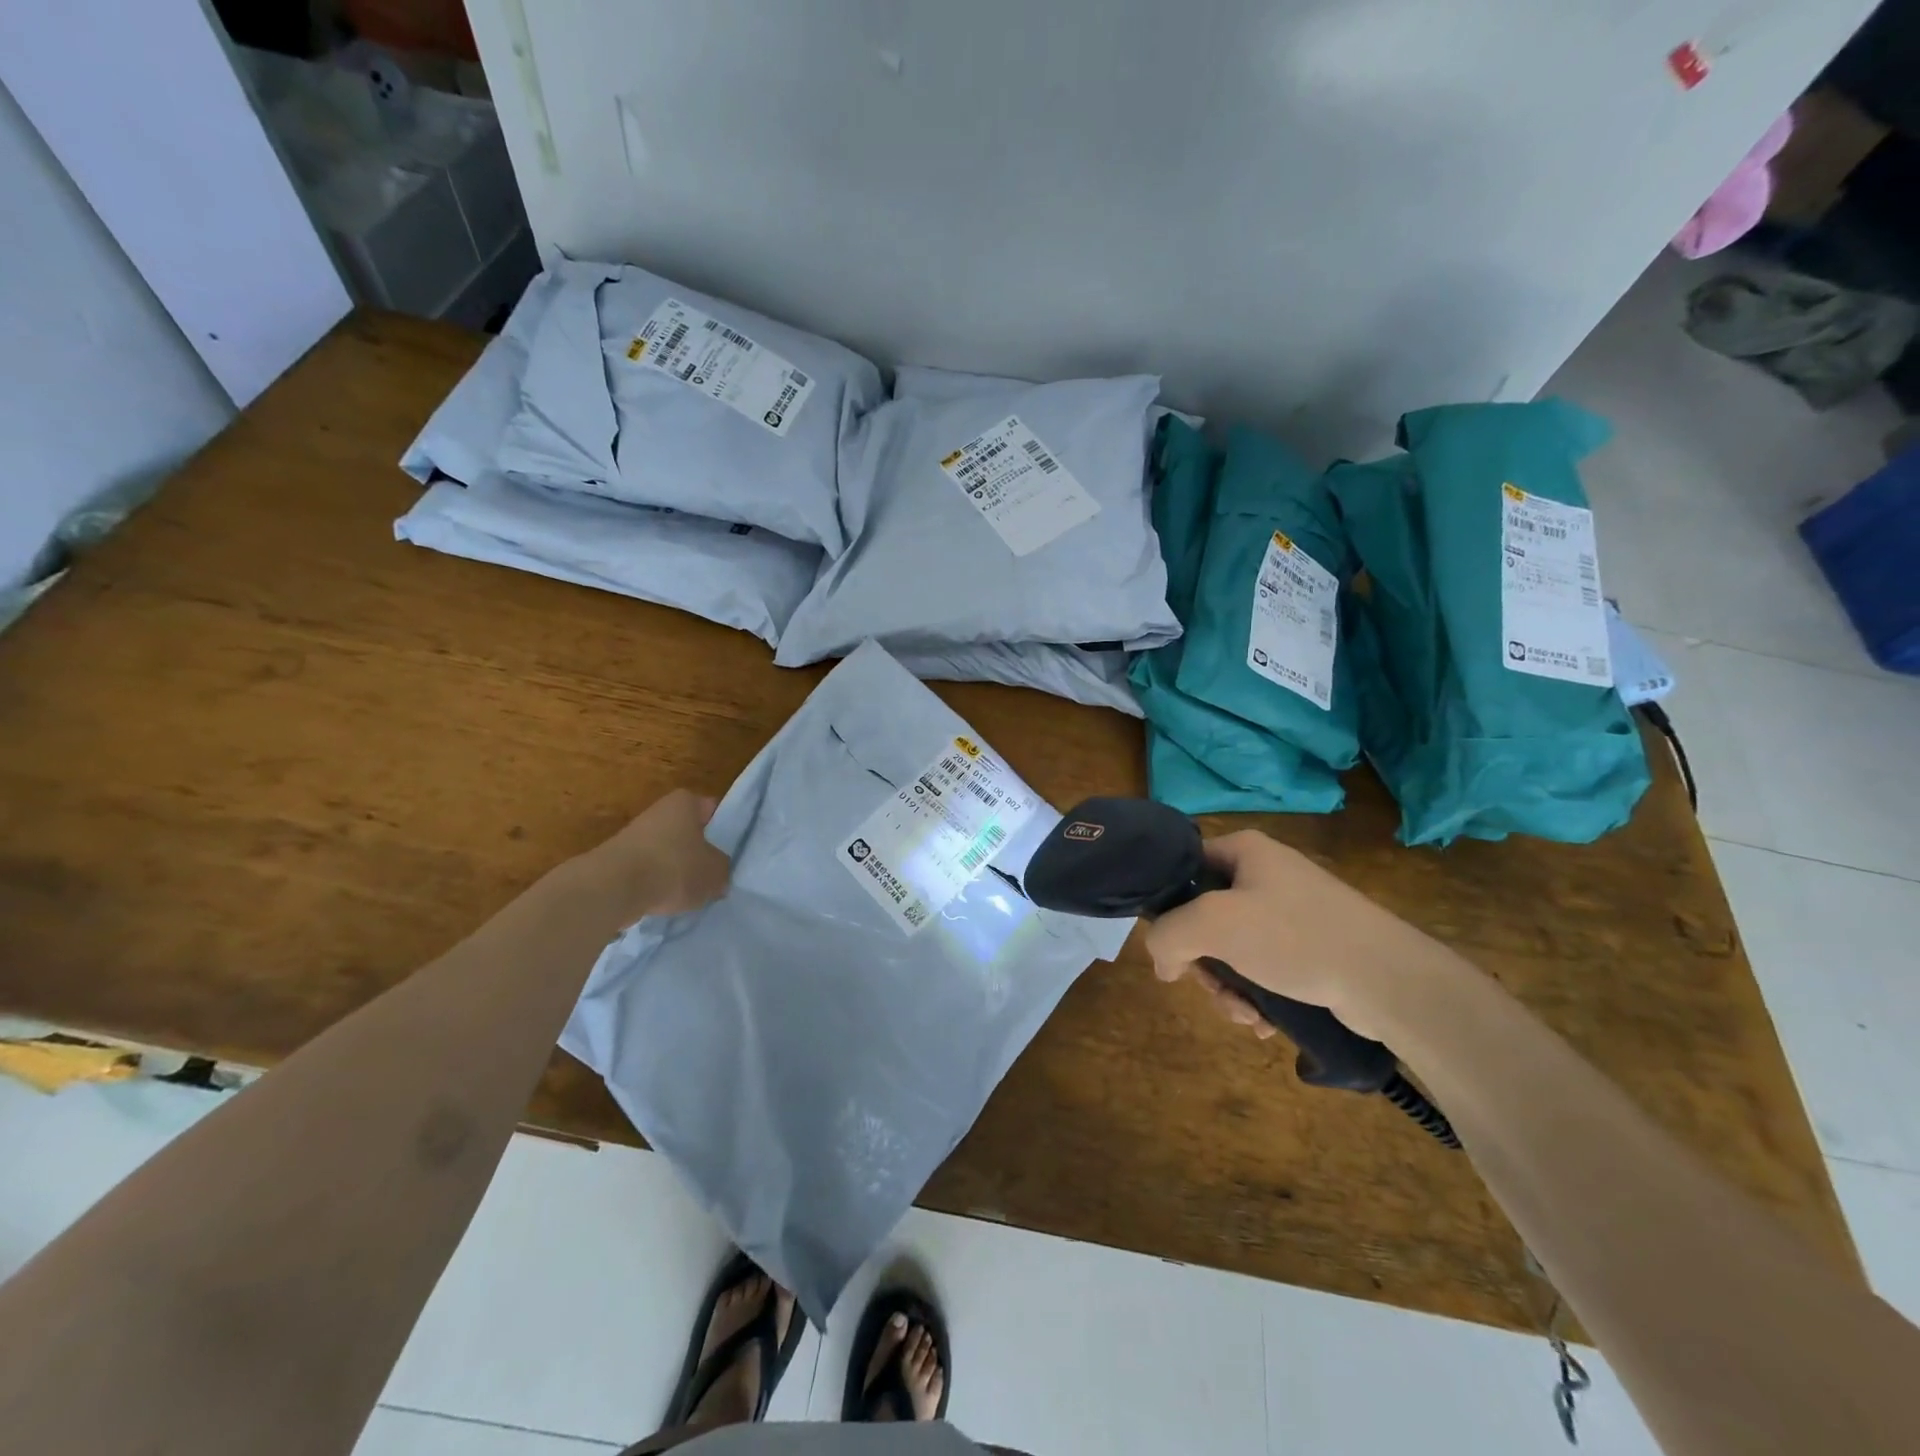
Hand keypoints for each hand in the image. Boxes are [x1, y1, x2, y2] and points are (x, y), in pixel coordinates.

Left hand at [570, 789, 731, 924]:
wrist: (612, 888)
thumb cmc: (673, 868)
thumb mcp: (715, 872)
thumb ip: (722, 870)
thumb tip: (718, 875)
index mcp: (685, 802)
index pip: (712, 810)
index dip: (723, 829)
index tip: (729, 851)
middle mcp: (658, 811)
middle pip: (687, 832)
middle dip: (697, 853)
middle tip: (712, 875)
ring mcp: (634, 835)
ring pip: (666, 853)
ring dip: (675, 870)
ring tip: (688, 895)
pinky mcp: (616, 860)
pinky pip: (647, 871)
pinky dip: (654, 884)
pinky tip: (662, 902)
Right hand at [1143, 831, 1433, 1041]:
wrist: (1387, 980)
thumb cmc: (1295, 937)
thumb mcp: (1213, 924)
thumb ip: (1168, 936)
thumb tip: (1162, 963)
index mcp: (1244, 851)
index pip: (1182, 868)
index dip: (1168, 907)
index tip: (1170, 946)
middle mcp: (1264, 875)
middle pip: (1203, 918)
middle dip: (1203, 965)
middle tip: (1215, 991)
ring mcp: (1289, 913)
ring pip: (1231, 951)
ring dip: (1228, 989)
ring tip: (1247, 1016)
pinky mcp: (1309, 948)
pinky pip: (1262, 969)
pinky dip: (1256, 997)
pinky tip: (1264, 1022)